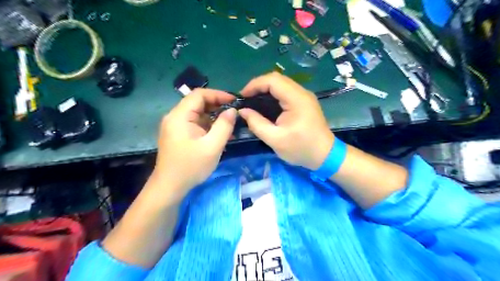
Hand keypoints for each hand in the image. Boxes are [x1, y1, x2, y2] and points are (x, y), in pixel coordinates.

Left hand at [151, 89, 236, 198]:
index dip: (218, 94)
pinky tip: (221, 134)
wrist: (170, 187)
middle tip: (235, 113)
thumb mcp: (212, 146)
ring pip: (198, 114)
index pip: (199, 94)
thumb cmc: (191, 167)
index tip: (234, 101)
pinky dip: (209, 126)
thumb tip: (233, 111)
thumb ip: (224, 126)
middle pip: (198, 103)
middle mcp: (175, 117)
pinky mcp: (179, 134)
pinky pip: (196, 124)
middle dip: (218, 106)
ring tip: (231, 124)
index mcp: (180, 116)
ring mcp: (176, 126)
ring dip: (215, 117)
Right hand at [239, 73, 332, 169]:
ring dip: (265, 89)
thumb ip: (256, 124)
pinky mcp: (304, 101)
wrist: (325, 155)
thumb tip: (242, 111)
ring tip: (253, 100)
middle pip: (277, 78)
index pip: (273, 80)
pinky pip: (286, 91)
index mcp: (296, 99)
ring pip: (281, 83)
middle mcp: (302, 93)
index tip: (242, 96)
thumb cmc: (301, 149)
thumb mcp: (275, 139)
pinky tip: (265, 104)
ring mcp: (304, 96)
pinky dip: (273, 94)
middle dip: (258, 85)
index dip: (254, 84)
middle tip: (246, 99)